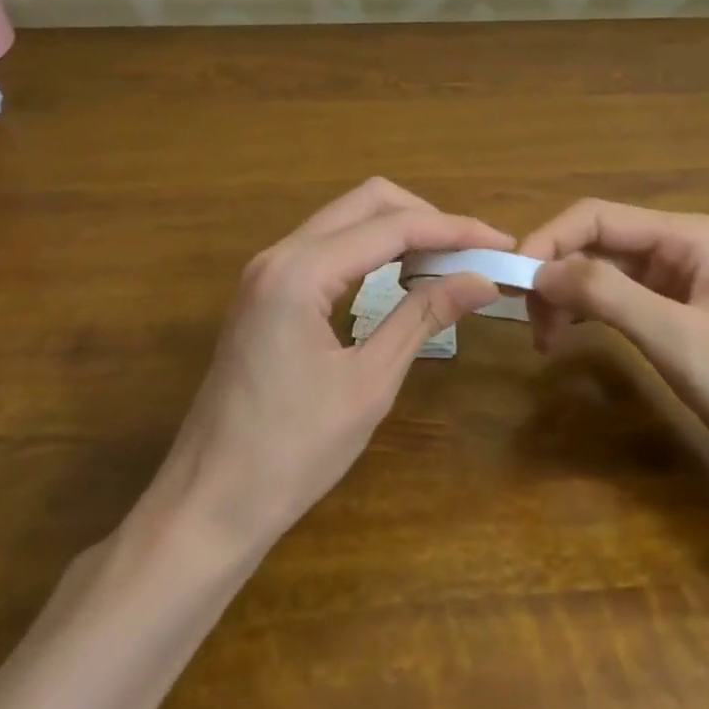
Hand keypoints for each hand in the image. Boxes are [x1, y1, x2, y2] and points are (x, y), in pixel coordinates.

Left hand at [140, 179, 506, 551]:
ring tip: (447, 263)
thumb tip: (483, 279)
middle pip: (367, 202)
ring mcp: (267, 271)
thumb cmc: (292, 453)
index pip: (393, 226)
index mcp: (301, 271)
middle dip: (426, 218)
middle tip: (472, 252)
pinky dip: (371, 251)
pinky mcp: (265, 292)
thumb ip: (424, 316)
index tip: (501, 244)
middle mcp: (279, 254)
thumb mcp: (369, 382)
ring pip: (346, 220)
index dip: (454, 230)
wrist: (208, 506)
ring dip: (399, 231)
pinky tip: (400, 277)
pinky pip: (328, 248)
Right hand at [520, 200, 708, 463]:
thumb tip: (538, 270)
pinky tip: (572, 339)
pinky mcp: (679, 323)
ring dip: (569, 297)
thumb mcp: (676, 337)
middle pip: (597, 243)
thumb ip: (606, 295)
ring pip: (604, 275)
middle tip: (529, 324)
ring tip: (546, 340)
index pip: (596, 217)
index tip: (510, 282)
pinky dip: (590, 317)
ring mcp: (679, 288)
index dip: (548, 241)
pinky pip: (620, 304)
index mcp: (685, 236)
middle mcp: (679, 251)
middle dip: (556, 273)